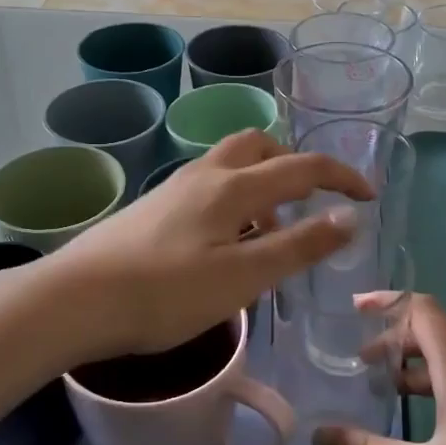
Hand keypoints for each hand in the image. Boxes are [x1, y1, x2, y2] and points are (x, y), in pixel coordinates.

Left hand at [45, 130, 373, 358]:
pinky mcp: (154, 207)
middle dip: (293, 164)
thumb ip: (298, 246)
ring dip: (262, 183)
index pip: (301, 166)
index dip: (341, 177)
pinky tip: (226, 241)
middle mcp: (205, 174)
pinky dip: (235, 198)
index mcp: (233, 187)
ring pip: (230, 164)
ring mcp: (175, 188)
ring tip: (270, 230)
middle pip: (259, 146)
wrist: (76, 299)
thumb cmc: (165, 293)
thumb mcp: (242, 277)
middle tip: (308, 204)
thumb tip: (349, 217)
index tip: (369, 196)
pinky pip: (209, 185)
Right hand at [314, 295, 445, 444]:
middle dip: (393, 338)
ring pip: (445, 360)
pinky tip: (414, 417)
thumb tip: (318, 435)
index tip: (355, 309)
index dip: (389, 301)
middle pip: (432, 333)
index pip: (424, 311)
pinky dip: (428, 384)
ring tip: (380, 387)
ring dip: (410, 364)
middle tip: (359, 361)